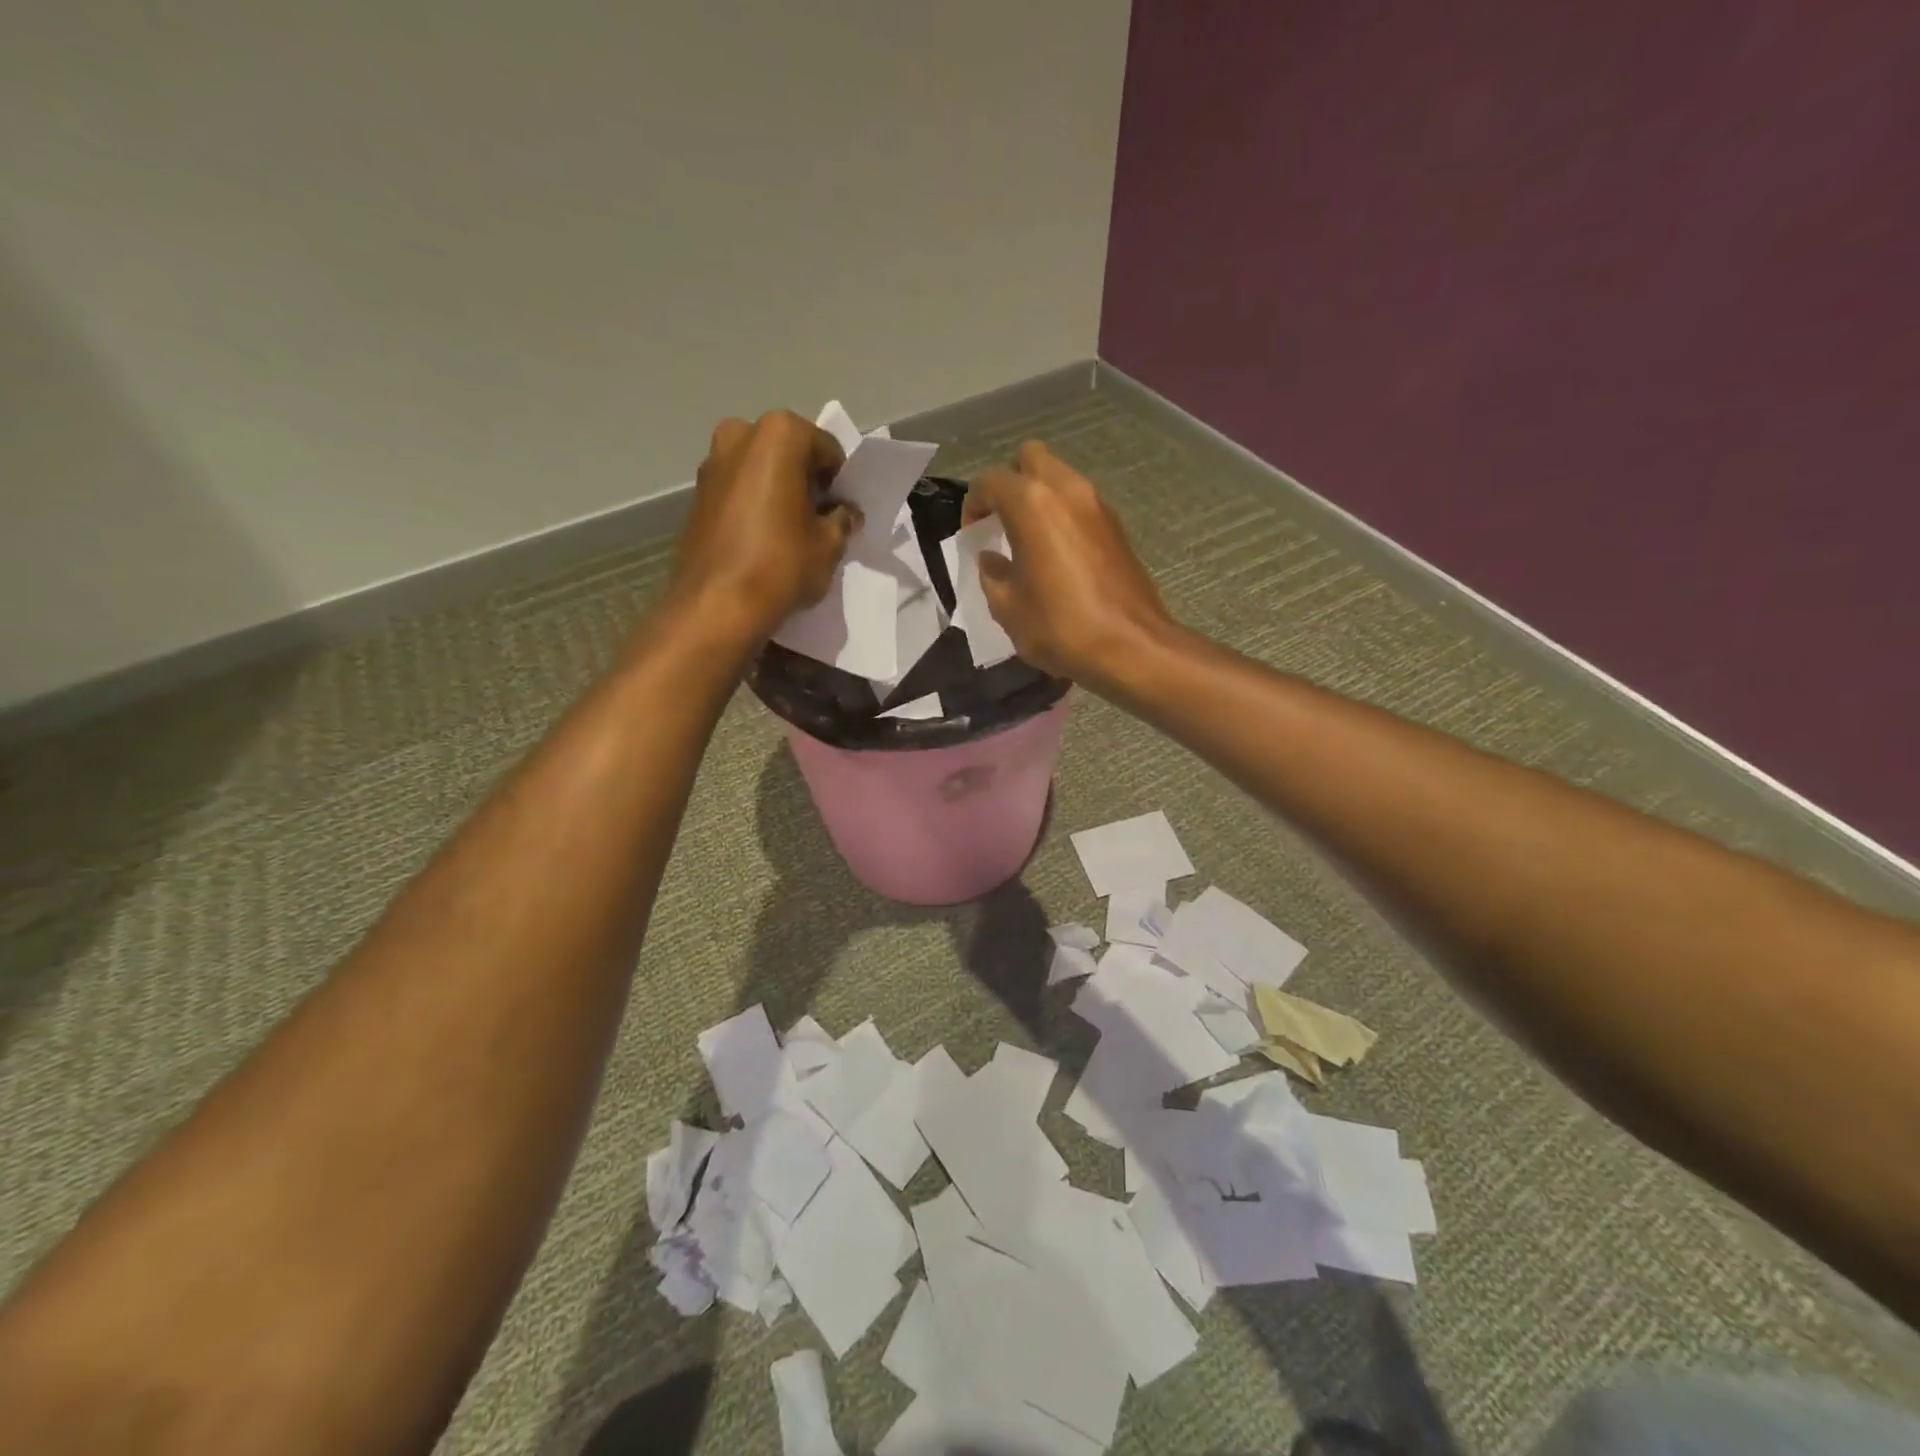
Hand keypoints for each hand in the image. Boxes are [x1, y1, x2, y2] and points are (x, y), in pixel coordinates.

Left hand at [668, 411, 859, 640]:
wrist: (717, 604)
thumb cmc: (782, 564)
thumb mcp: (830, 544)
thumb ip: (842, 519)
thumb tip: (844, 513)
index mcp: (779, 434)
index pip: (827, 449)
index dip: (839, 481)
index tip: (842, 509)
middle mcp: (740, 435)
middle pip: (788, 453)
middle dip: (805, 479)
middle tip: (818, 517)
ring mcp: (712, 462)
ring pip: (759, 470)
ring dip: (778, 491)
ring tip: (790, 530)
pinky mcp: (696, 494)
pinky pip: (737, 490)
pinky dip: (753, 505)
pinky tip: (762, 539)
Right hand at [964, 441, 1173, 684]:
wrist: (1131, 647)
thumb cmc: (1061, 627)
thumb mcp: (1008, 608)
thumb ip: (992, 575)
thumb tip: (991, 560)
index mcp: (1032, 504)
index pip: (990, 481)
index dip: (973, 504)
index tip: (972, 534)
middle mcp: (1066, 490)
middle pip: (1030, 459)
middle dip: (1010, 483)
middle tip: (1001, 521)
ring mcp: (1097, 505)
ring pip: (1059, 477)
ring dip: (1039, 498)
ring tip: (1027, 539)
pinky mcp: (1117, 526)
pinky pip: (1080, 503)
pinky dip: (1062, 515)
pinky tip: (1056, 554)